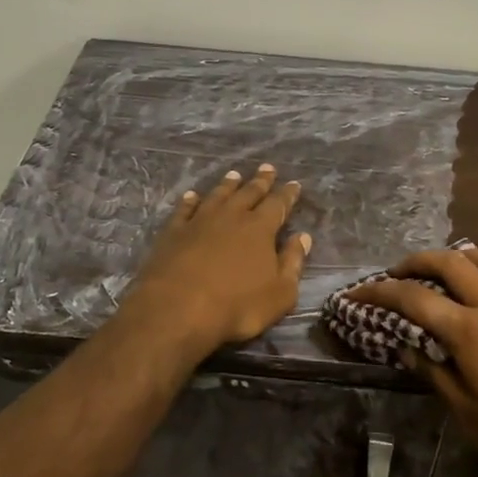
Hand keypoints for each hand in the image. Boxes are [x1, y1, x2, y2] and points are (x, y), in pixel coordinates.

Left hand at [117, 164, 309, 360]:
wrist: (178, 309)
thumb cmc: (237, 306)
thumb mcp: (280, 293)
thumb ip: (293, 263)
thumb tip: (303, 237)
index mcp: (260, 229)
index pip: (278, 205)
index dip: (288, 194)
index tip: (294, 183)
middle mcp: (231, 216)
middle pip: (249, 193)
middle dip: (260, 181)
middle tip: (268, 167)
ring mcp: (199, 221)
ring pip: (217, 195)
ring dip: (228, 185)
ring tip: (234, 175)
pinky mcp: (173, 232)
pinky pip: (184, 210)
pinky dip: (190, 201)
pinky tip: (192, 195)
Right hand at [348, 247, 477, 476]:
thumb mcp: (469, 415)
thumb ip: (435, 375)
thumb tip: (405, 347)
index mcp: (468, 333)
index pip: (414, 299)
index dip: (379, 292)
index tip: (355, 294)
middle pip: (447, 264)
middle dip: (413, 262)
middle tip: (394, 275)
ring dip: (454, 255)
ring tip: (439, 268)